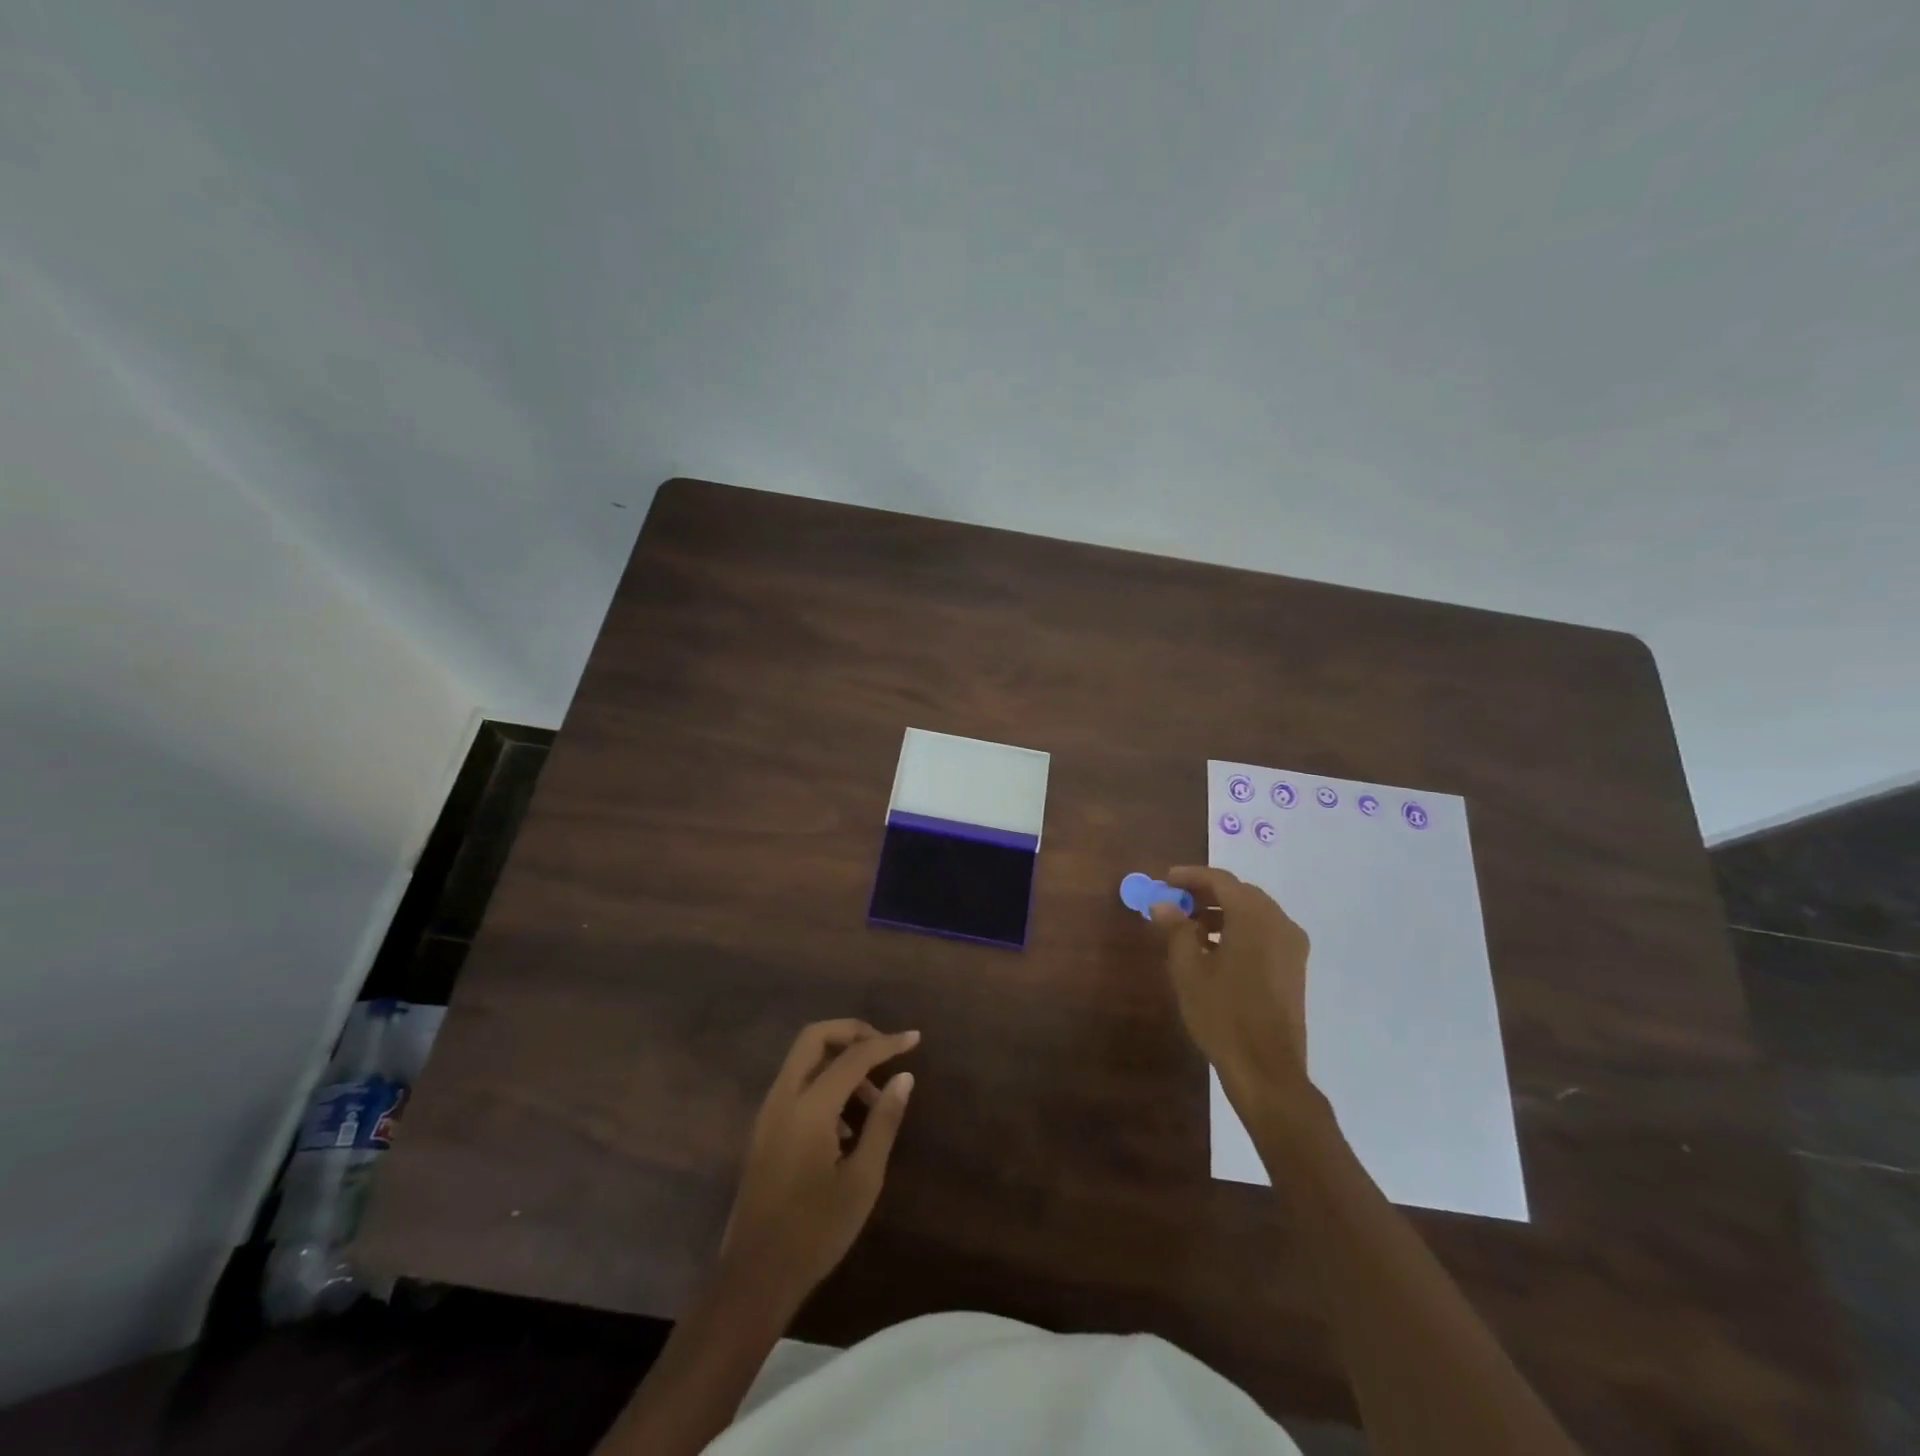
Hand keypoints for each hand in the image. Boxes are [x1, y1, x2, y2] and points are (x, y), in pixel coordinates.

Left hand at [720, 1020, 918, 1307]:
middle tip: (885, 1049)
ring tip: (873, 1100)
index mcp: (809, 1107)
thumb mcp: (862, 1179)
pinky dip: (824, 1082)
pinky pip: (797, 1085)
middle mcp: (783, 1097)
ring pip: (804, 1059)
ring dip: (839, 1061)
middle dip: (853, 1033)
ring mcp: (769, 1112)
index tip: (915, 1038)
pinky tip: (847, 1126)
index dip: (887, 1043)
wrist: (755, 1277)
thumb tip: (903, 1077)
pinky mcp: (765, 1129)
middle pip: (815, 1037)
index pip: (854, 1056)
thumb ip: (884, 1121)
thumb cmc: (815, 1232)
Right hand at [1151, 867, 1311, 1105]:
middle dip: (1206, 893)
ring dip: (1222, 912)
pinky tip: (1214, 949)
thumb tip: (1163, 905)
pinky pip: (1264, 933)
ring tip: (1189, 926)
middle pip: (1240, 893)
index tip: (1165, 880)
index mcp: (1254, 917)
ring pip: (1253, 913)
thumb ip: (1176, 929)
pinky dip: (1238, 929)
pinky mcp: (1294, 967)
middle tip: (1175, 901)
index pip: (1221, 880)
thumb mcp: (1189, 969)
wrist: (1267, 1069)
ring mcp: (1291, 946)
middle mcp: (1279, 923)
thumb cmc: (1223, 1014)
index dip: (1191, 876)